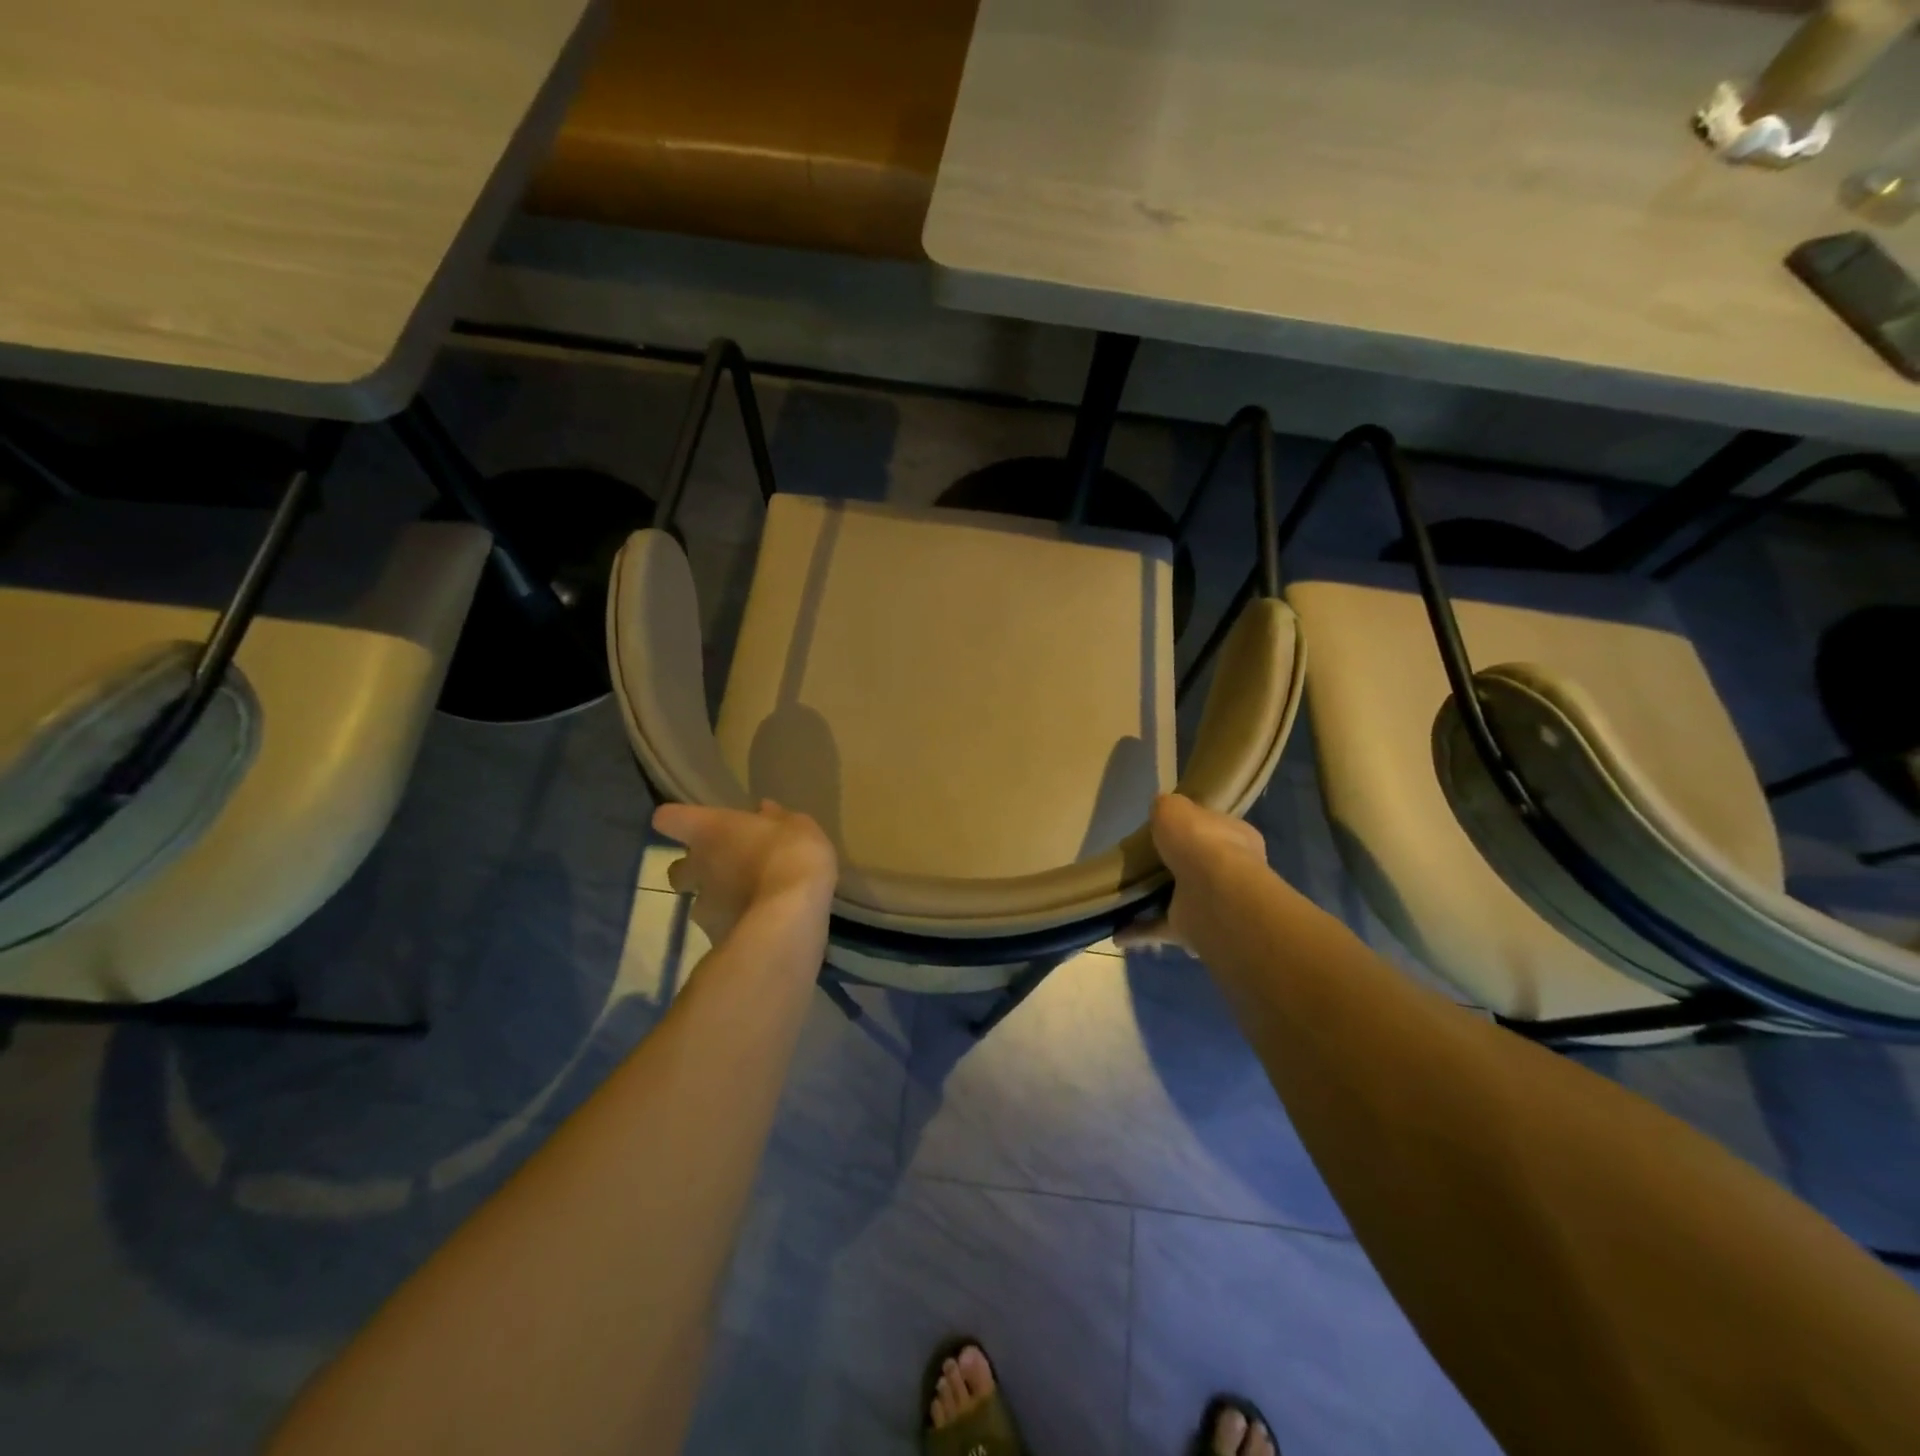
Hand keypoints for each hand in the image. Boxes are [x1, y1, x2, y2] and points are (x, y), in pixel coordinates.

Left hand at [651, 800, 836, 944]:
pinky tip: (763, 926)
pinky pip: (721, 928)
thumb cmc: (792, 855)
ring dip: (720, 901)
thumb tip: (765, 810)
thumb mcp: (798, 827)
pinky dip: (736, 926)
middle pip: (678, 869)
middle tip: (727, 870)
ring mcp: (702, 906)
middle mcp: (697, 866)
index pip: (669, 818)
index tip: (700, 824)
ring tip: (753, 903)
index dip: (680, 820)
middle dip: (696, 871)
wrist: (791, 916)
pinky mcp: (715, 937)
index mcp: (709, 830)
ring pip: (699, 902)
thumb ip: (777, 819)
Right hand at [1115, 794, 1266, 952]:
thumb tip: (1162, 812)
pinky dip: (1140, 932)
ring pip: (1181, 900)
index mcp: (1235, 837)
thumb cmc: (1199, 841)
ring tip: (1124, 898)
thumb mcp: (1174, 808)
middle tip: (1142, 864)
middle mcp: (1231, 872)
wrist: (1213, 893)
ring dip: (1157, 902)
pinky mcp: (1194, 930)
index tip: (1165, 831)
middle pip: (1198, 865)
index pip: (1214, 828)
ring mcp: (1213, 904)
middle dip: (1174, 867)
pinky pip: (1161, 929)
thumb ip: (1166, 808)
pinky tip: (1116, 933)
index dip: (1192, 829)